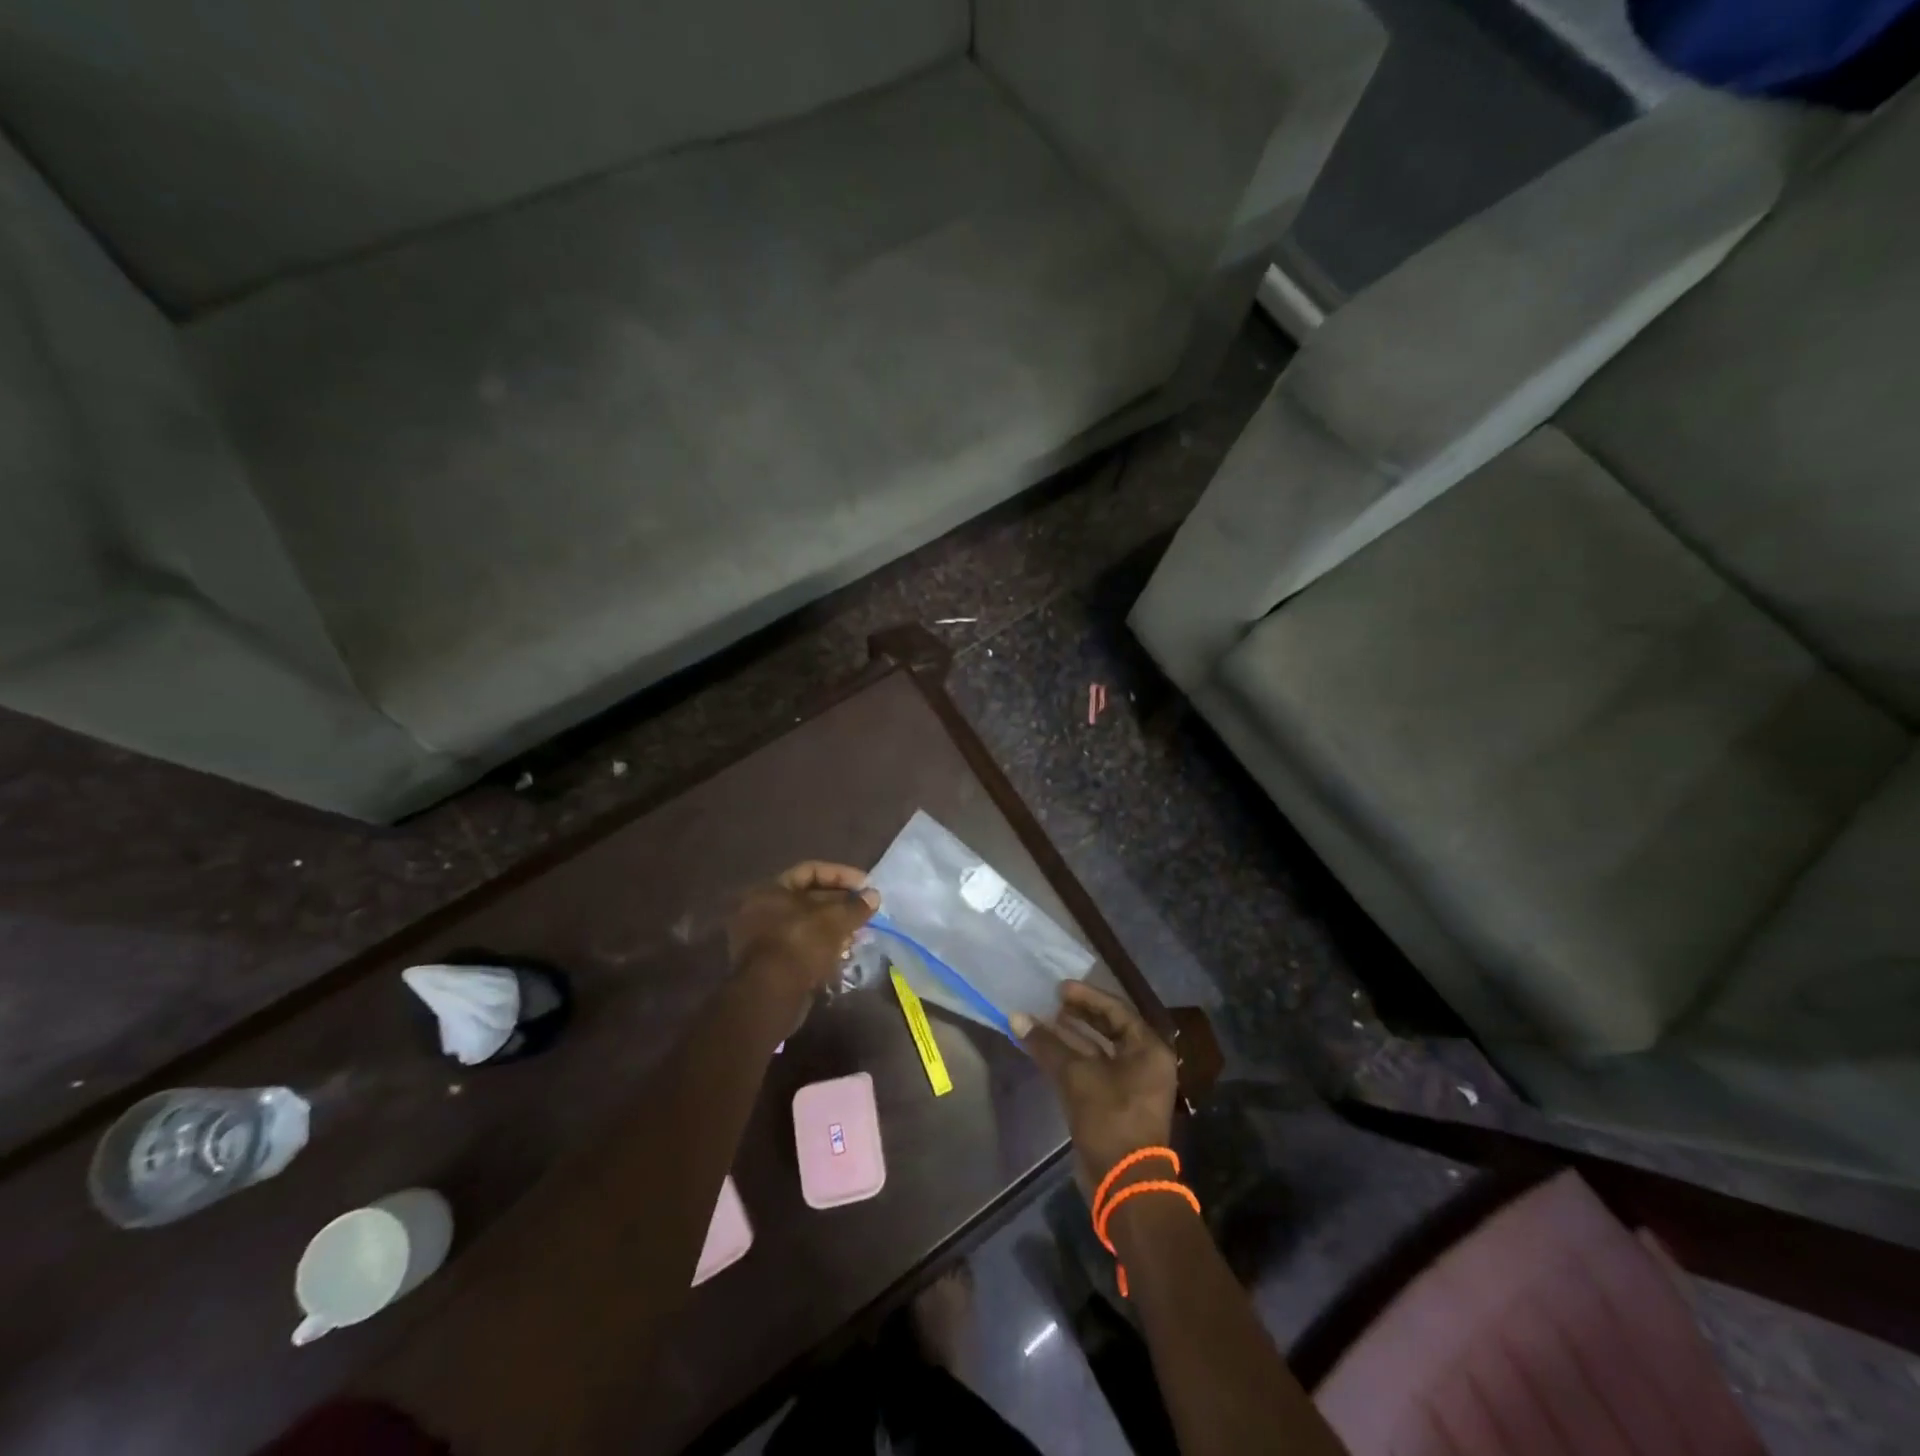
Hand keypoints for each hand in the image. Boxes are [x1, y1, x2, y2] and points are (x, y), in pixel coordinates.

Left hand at [727, 861, 879, 996]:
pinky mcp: (772, 964)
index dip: (841, 875)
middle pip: (808, 898)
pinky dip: (823, 945)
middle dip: (841, 903)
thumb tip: (874, 896)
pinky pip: (802, 945)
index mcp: (770, 890)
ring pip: (807, 924)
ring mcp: (764, 938)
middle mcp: (762, 910)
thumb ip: (856, 906)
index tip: (866, 886)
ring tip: (860, 932)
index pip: (810, 871)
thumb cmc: (801, 944)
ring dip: (835, 926)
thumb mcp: (835, 920)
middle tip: (866, 910)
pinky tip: (845, 951)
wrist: (772, 995)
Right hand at [1013, 981, 1177, 1193]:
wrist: (1124, 1183)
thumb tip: (1016, 1016)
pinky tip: (1047, 1051)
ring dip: (1072, 1037)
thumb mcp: (1076, 1076)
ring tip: (1044, 1022)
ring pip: (1098, 1051)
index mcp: (1148, 1049)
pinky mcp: (1116, 1104)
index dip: (1086, 997)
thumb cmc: (1110, 1118)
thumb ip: (1047, 1044)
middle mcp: (1145, 1063)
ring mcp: (1132, 1085)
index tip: (1059, 988)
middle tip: (1051, 1002)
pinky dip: (1072, 1059)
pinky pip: (1093, 1071)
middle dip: (1079, 1015)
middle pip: (1109, 1028)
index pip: (1116, 1010)